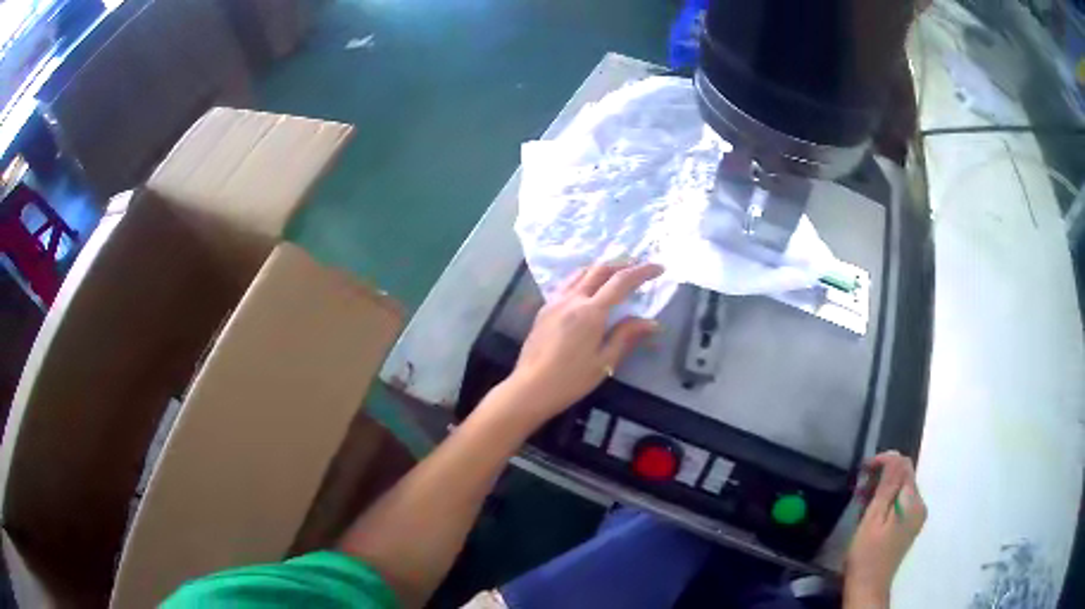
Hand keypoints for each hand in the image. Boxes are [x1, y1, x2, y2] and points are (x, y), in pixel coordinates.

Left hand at [502, 262, 662, 421]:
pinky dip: (584, 278)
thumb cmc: (571, 380)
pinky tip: (589, 288)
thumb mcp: (605, 362)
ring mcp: (555, 301)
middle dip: (622, 264)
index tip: (659, 268)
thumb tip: (651, 322)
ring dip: (601, 268)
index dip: (642, 271)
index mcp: (591, 312)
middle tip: (639, 268)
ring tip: (616, 273)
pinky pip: (568, 283)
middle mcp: (572, 299)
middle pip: (600, 269)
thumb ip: (627, 336)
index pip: (621, 281)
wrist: (531, 387)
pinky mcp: (544, 309)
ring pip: (581, 273)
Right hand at [845, 451, 926, 607]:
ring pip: (901, 490)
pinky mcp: (909, 526)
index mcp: (913, 502)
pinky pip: (900, 503)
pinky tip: (871, 512)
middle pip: (904, 477)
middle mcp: (920, 505)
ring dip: (882, 489)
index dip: (885, 461)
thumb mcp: (873, 517)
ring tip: (861, 500)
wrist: (868, 586)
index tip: (863, 469)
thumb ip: (887, 485)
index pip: (904, 466)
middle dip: (882, 477)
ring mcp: (916, 517)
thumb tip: (895, 456)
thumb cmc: (866, 553)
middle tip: (859, 488)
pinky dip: (886, 501)